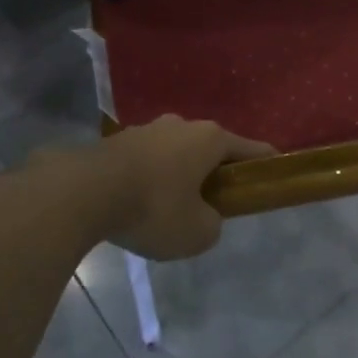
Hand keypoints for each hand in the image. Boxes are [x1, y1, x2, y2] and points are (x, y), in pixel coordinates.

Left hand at [72, 117, 274, 260]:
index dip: (265, 163)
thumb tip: (204, 216)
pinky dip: (150, 178)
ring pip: (174, 152)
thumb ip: (212, 224)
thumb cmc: (154, 208)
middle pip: (209, 148)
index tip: (274, 172)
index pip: (250, 149)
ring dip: (178, 174)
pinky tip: (139, 202)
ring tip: (170, 206)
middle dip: (214, 171)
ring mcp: (146, 129)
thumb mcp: (197, 233)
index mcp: (210, 138)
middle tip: (214, 201)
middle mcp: (181, 125)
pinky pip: (145, 160)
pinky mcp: (116, 141)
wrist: (83, 193)